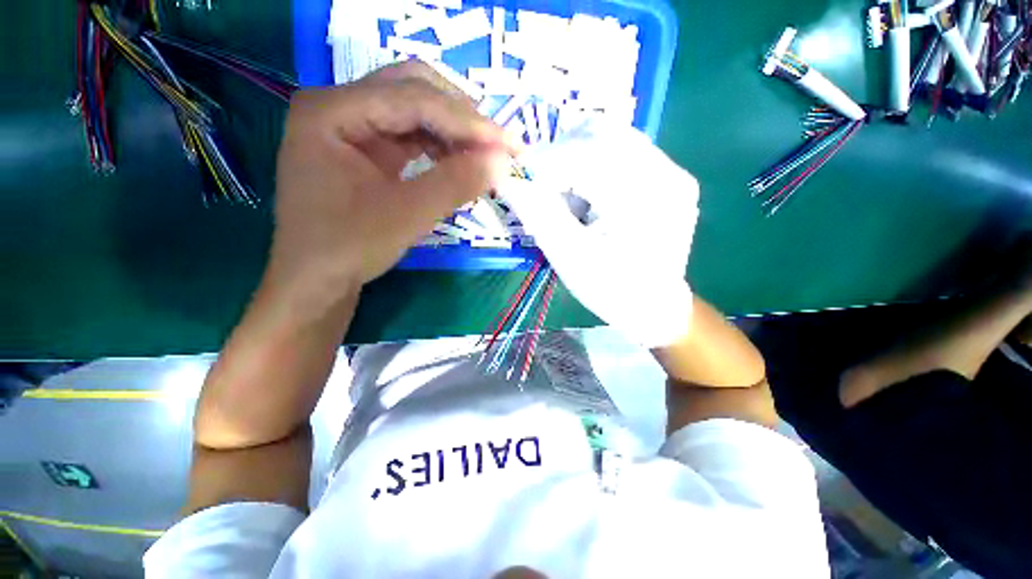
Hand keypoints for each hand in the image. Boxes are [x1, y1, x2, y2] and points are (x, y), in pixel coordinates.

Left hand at [267, 61, 514, 301]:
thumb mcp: (406, 216)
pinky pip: (411, 134)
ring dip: (453, 131)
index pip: (412, 98)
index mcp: (331, 111)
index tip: (508, 145)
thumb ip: (455, 184)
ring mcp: (351, 125)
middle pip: (412, 89)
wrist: (316, 280)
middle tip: (498, 144)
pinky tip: (458, 163)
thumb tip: (502, 161)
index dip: (466, 121)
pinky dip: (440, 146)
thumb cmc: (348, 248)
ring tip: (484, 156)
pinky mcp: (365, 147)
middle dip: (461, 116)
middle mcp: (338, 105)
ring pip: (415, 110)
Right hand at [500, 119, 699, 346]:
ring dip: (578, 162)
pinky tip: (590, 200)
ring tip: (568, 200)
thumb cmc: (611, 290)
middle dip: (560, 158)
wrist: (655, 308)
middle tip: (542, 191)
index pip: (584, 155)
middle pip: (601, 136)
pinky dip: (596, 168)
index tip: (517, 180)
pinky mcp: (670, 179)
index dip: (544, 163)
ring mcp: (673, 173)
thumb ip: (537, 212)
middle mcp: (668, 173)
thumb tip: (505, 175)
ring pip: (612, 140)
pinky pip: (625, 154)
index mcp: (644, 197)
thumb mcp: (569, 255)